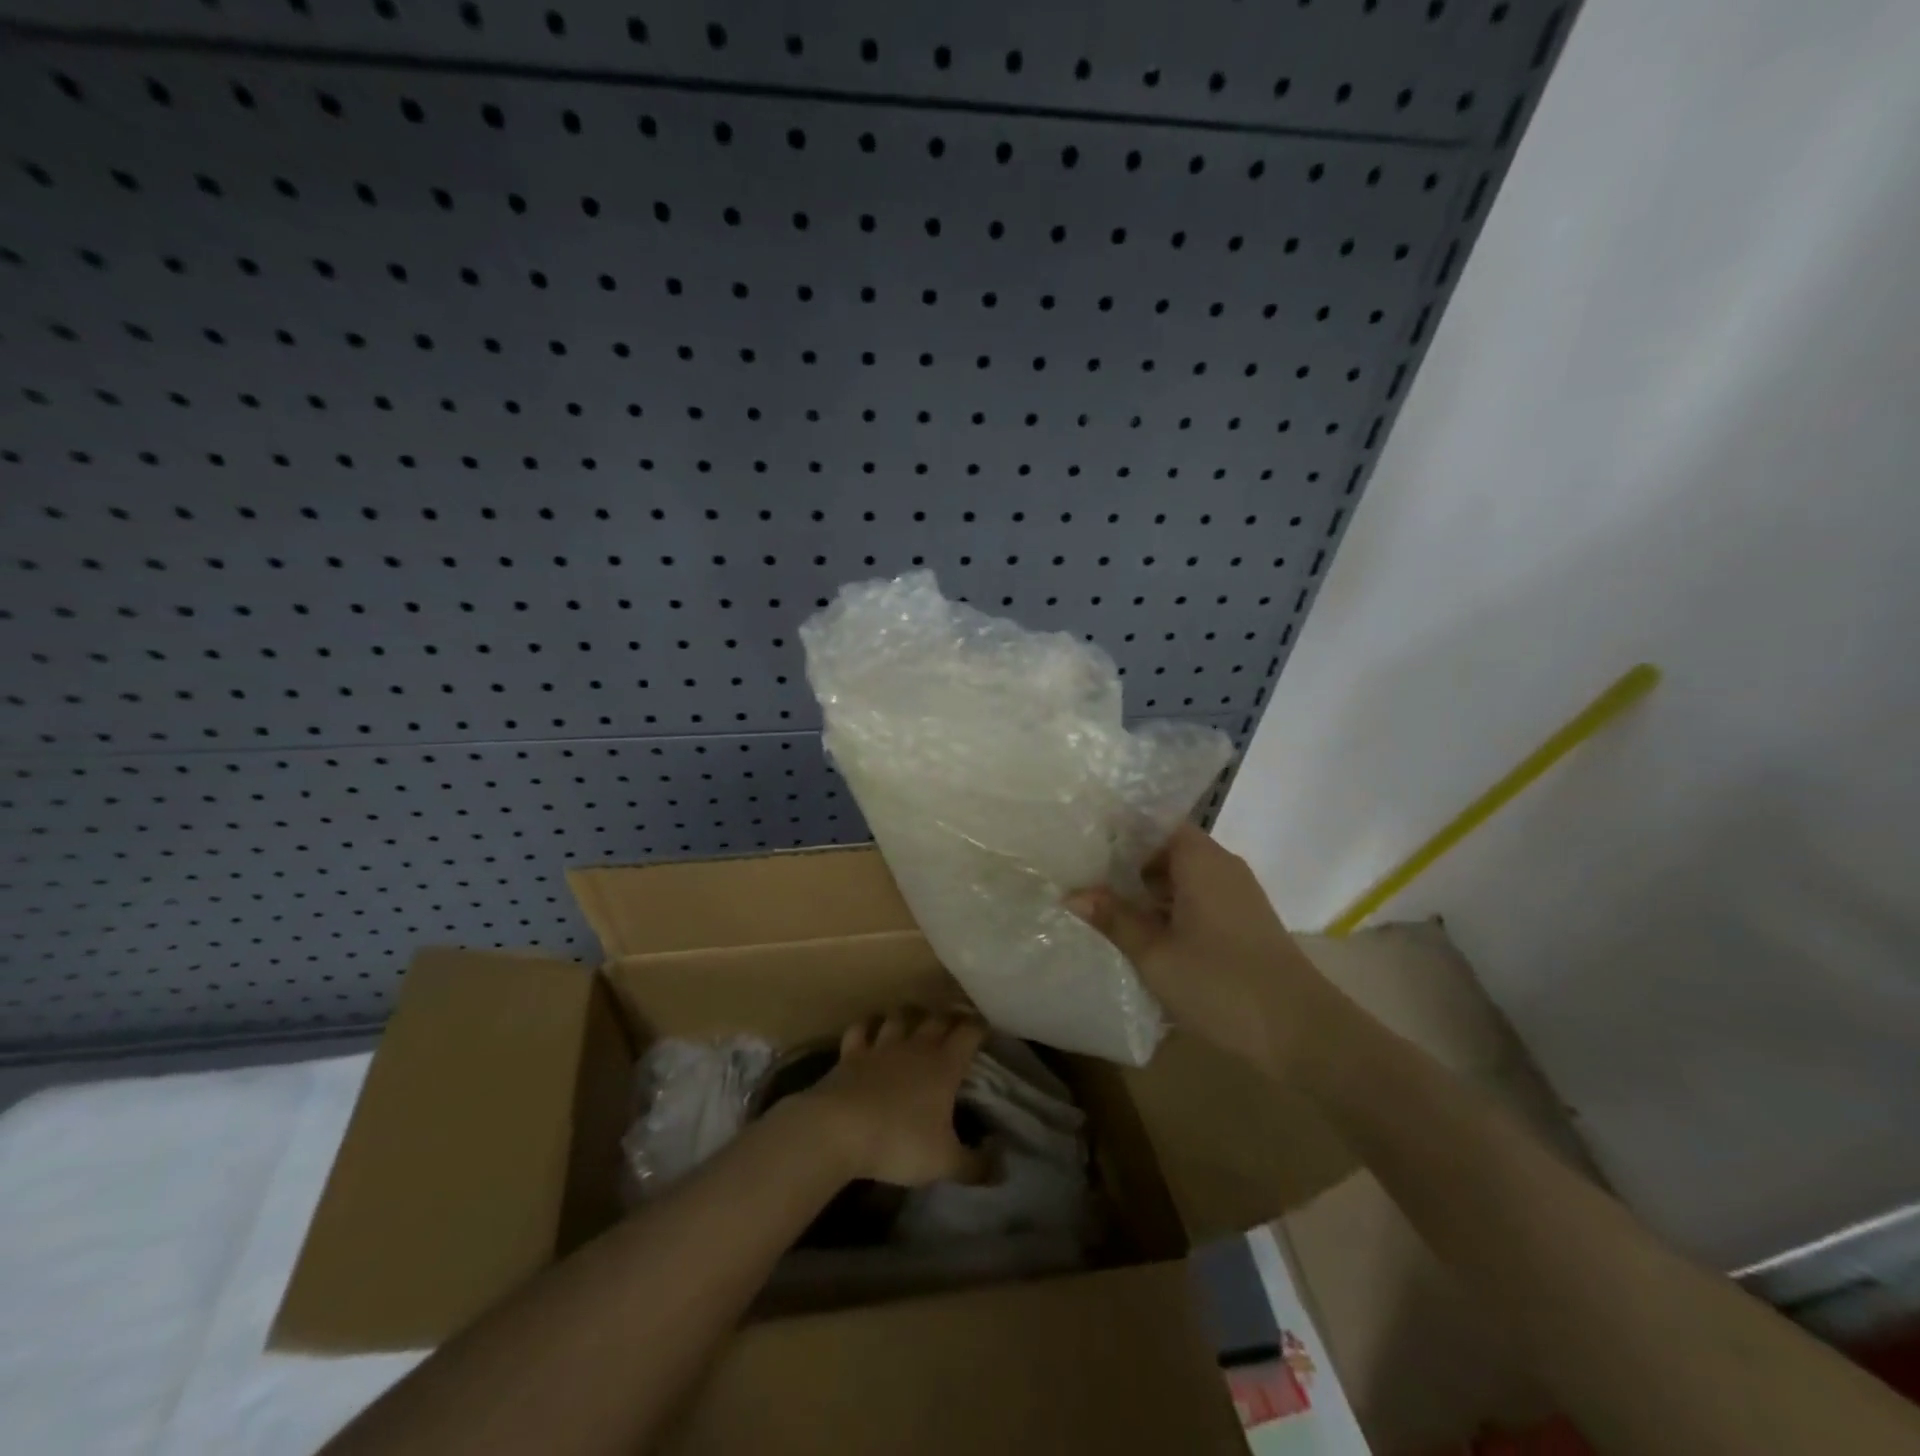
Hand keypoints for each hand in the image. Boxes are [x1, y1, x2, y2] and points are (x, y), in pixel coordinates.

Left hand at [791, 1008, 988, 1186]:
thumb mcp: (944, 1163)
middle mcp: (916, 1046)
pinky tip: (870, 1029)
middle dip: (949, 1018)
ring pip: (900, 1016)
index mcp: (944, 1065)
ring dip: (910, 1015)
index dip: (980, 1028)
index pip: (969, 1033)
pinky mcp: (851, 1053)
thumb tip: (1004, 1167)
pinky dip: (868, 1025)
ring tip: (915, 1019)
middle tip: (955, 1025)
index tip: (987, 1030)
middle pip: (937, 1018)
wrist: (839, 1130)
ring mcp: (881, 1045)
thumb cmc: (899, 1142)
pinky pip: (861, 1028)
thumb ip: (976, 1166)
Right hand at [1067, 823, 1335, 1079]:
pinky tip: (1146, 936)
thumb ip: (1114, 919)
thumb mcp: (1155, 954)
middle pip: (1166, 850)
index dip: (1119, 831)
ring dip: (1148, 893)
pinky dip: (1170, 910)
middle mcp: (1222, 866)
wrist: (1302, 1032)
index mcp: (1201, 859)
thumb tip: (1072, 893)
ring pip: (1182, 879)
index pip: (1155, 823)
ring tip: (1105, 909)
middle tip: (1083, 880)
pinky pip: (1198, 900)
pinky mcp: (1244, 922)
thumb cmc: (1221, 983)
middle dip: (1126, 866)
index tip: (1083, 843)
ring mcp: (1237, 895)